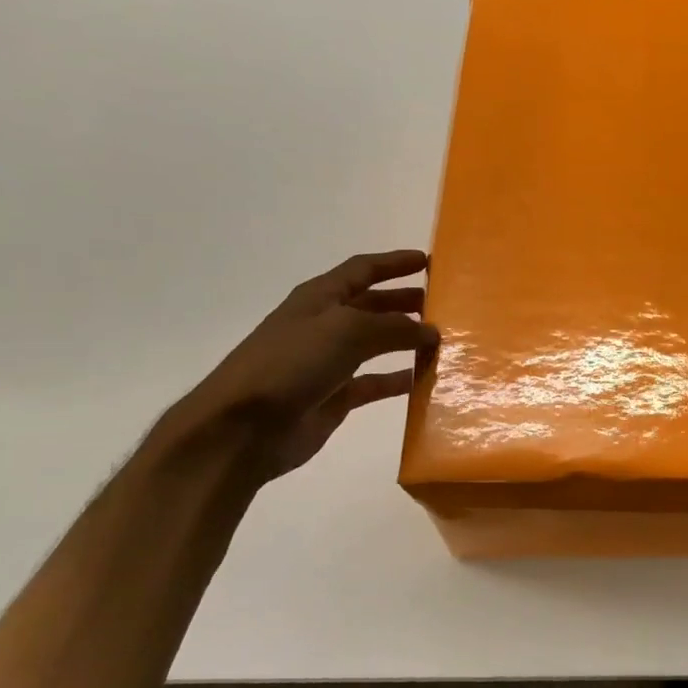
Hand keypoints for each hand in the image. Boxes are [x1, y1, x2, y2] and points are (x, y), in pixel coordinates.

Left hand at [169, 249, 437, 478]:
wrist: (243, 426)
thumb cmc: (291, 363)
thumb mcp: (346, 331)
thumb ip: (394, 327)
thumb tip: (431, 331)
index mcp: (320, 298)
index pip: (363, 269)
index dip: (395, 263)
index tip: (428, 261)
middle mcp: (325, 325)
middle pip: (373, 305)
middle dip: (405, 301)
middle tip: (444, 304)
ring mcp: (330, 362)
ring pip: (378, 344)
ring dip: (407, 340)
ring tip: (442, 340)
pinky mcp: (335, 396)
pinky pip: (375, 382)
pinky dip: (399, 379)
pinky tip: (423, 380)